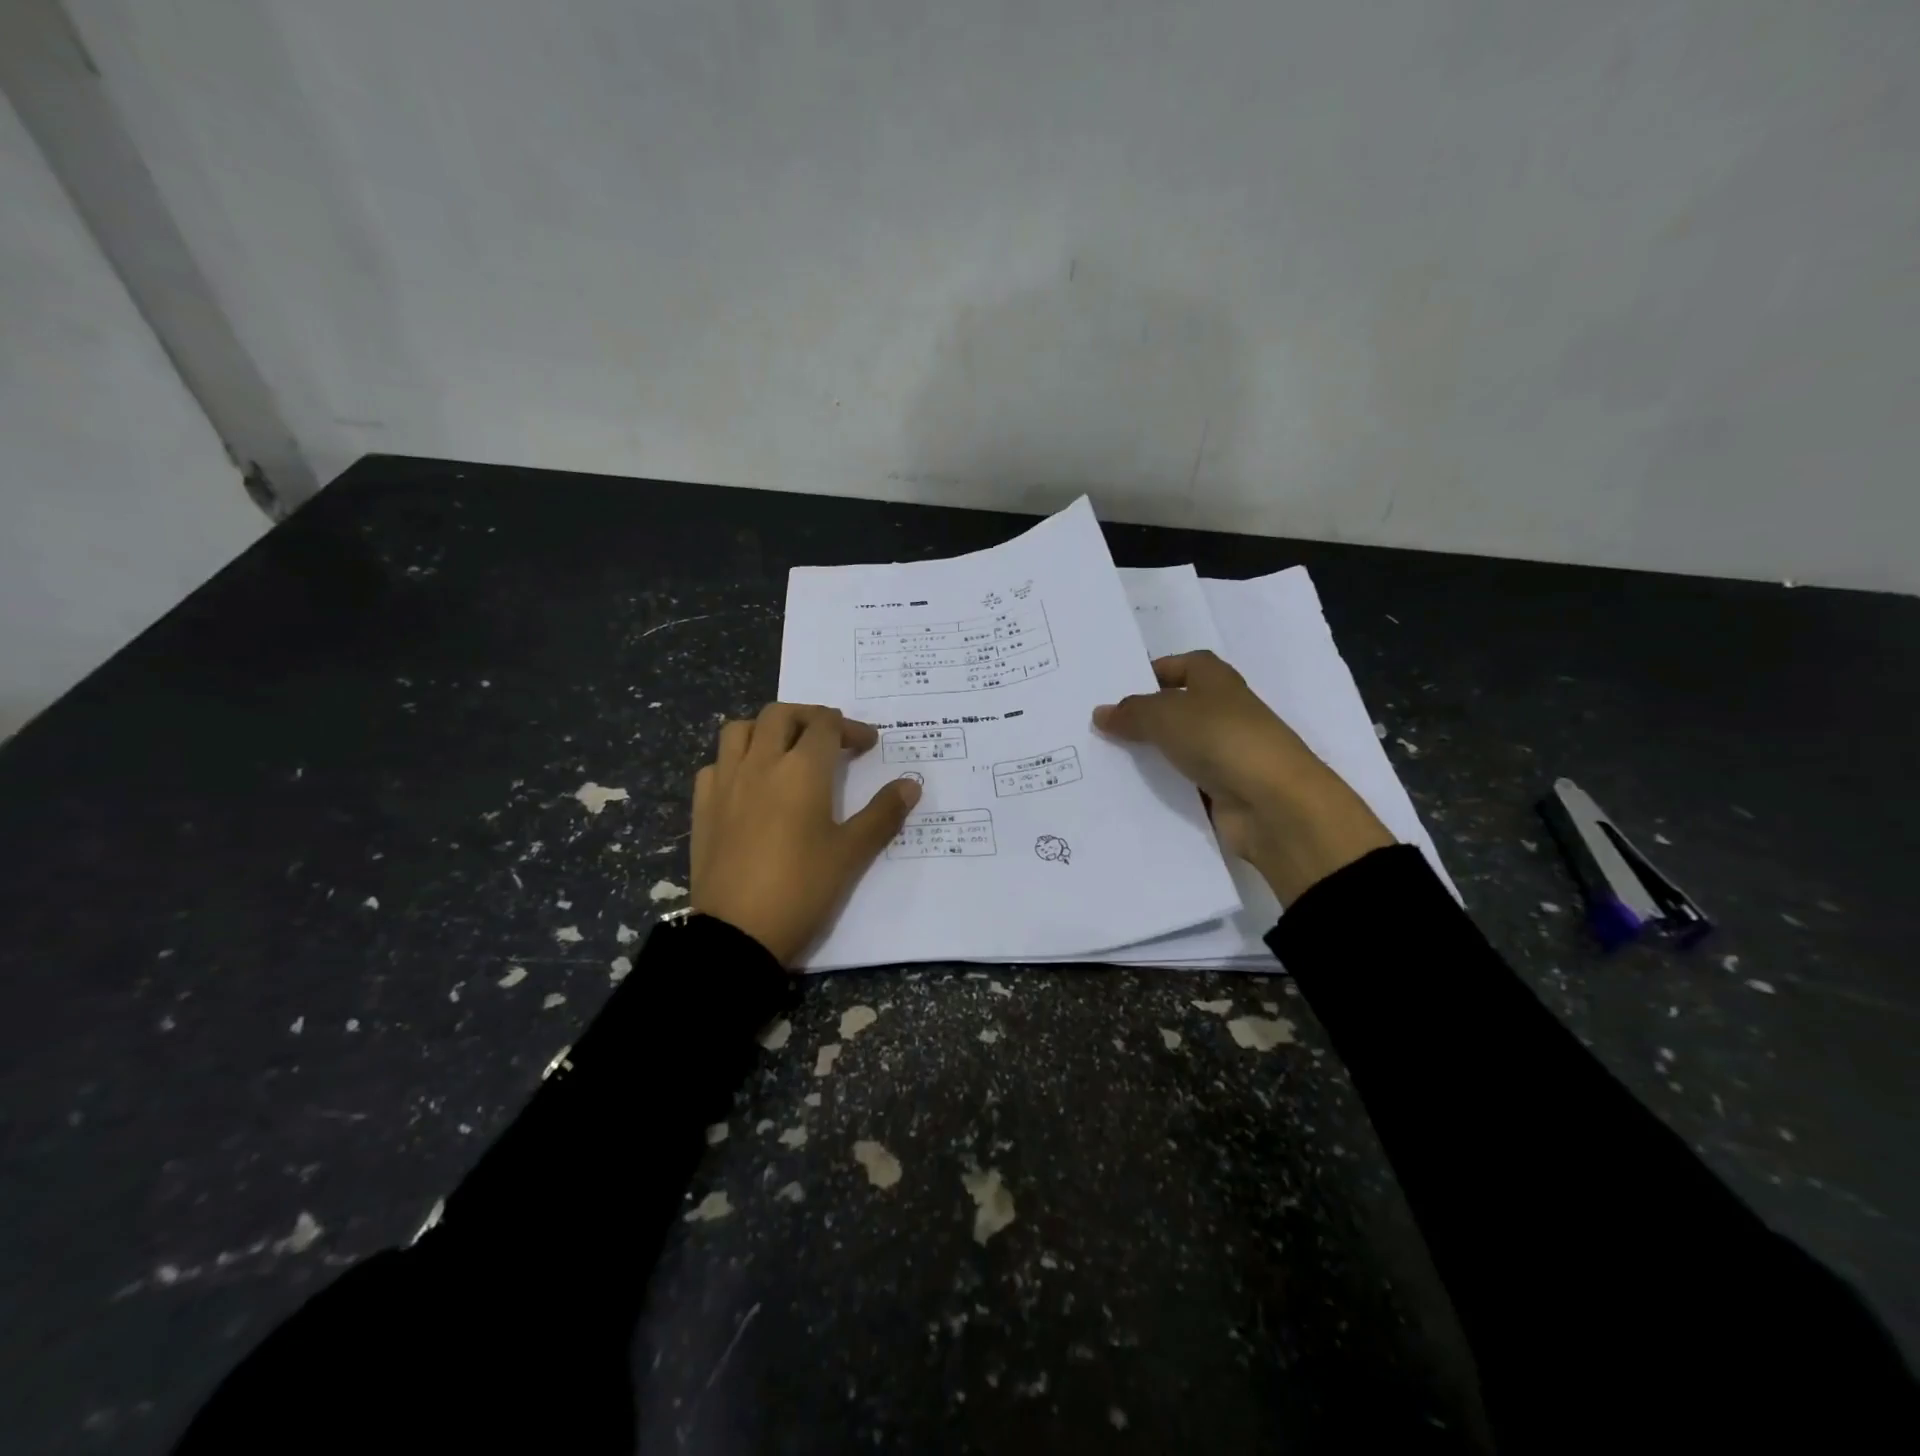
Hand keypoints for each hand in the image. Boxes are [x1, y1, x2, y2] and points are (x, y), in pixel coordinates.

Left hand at [691, 703, 921, 965]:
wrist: (737, 933)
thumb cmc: (802, 889)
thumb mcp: (851, 854)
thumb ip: (883, 814)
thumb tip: (911, 784)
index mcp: (802, 770)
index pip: (826, 725)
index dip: (850, 728)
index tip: (866, 745)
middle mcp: (760, 764)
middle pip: (780, 715)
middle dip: (809, 717)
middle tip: (829, 738)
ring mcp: (726, 783)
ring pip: (739, 730)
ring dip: (765, 729)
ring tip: (783, 750)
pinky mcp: (702, 807)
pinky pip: (715, 765)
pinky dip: (734, 761)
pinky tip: (747, 784)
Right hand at [1093, 651, 1392, 902]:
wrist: (1274, 804)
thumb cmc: (1221, 739)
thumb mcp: (1166, 715)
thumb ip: (1131, 712)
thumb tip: (1101, 713)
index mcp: (1218, 681)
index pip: (1185, 665)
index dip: (1155, 671)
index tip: (1119, 688)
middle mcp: (1224, 712)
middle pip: (1178, 708)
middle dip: (1144, 716)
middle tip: (1100, 727)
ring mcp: (1226, 753)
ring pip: (1178, 748)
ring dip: (1150, 754)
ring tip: (1104, 760)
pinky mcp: (1223, 790)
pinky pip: (1184, 783)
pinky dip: (1162, 786)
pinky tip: (1129, 792)